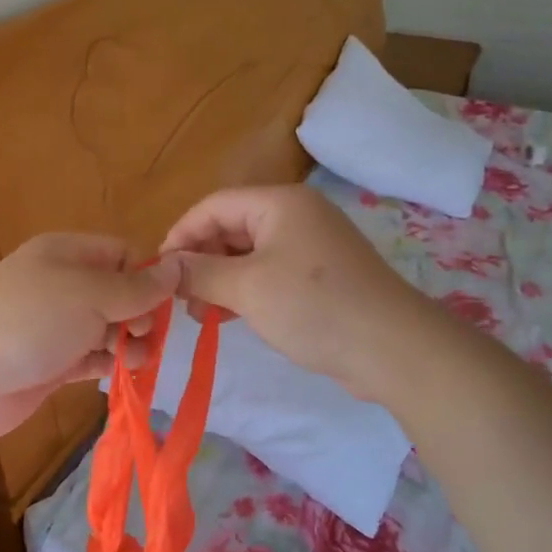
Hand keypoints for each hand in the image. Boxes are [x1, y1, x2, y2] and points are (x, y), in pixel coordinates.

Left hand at [0, 234, 180, 439]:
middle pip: (119, 292)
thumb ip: (137, 286)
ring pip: (108, 327)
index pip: (123, 254)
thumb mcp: (89, 294)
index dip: (148, 276)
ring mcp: (57, 324)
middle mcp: (64, 284)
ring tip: (136, 359)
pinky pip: (93, 356)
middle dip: (140, 313)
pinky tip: (124, 372)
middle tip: (141, 335)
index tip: (161, 304)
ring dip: (128, 342)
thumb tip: (178, 266)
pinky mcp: (53, 361)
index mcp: (68, 253)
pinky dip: (110, 362)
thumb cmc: (29, 322)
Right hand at [160, 184, 432, 399]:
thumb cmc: (313, 307)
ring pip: (248, 255)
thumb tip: (165, 267)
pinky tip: (228, 317)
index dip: (181, 235)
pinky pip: (269, 274)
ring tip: (201, 315)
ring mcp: (311, 246)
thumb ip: (199, 273)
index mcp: (279, 203)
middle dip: (201, 262)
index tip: (159, 272)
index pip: (213, 206)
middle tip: (181, 300)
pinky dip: (245, 292)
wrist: (392, 349)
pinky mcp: (320, 277)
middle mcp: (296, 216)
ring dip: (220, 281)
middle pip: (231, 228)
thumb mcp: (246, 288)